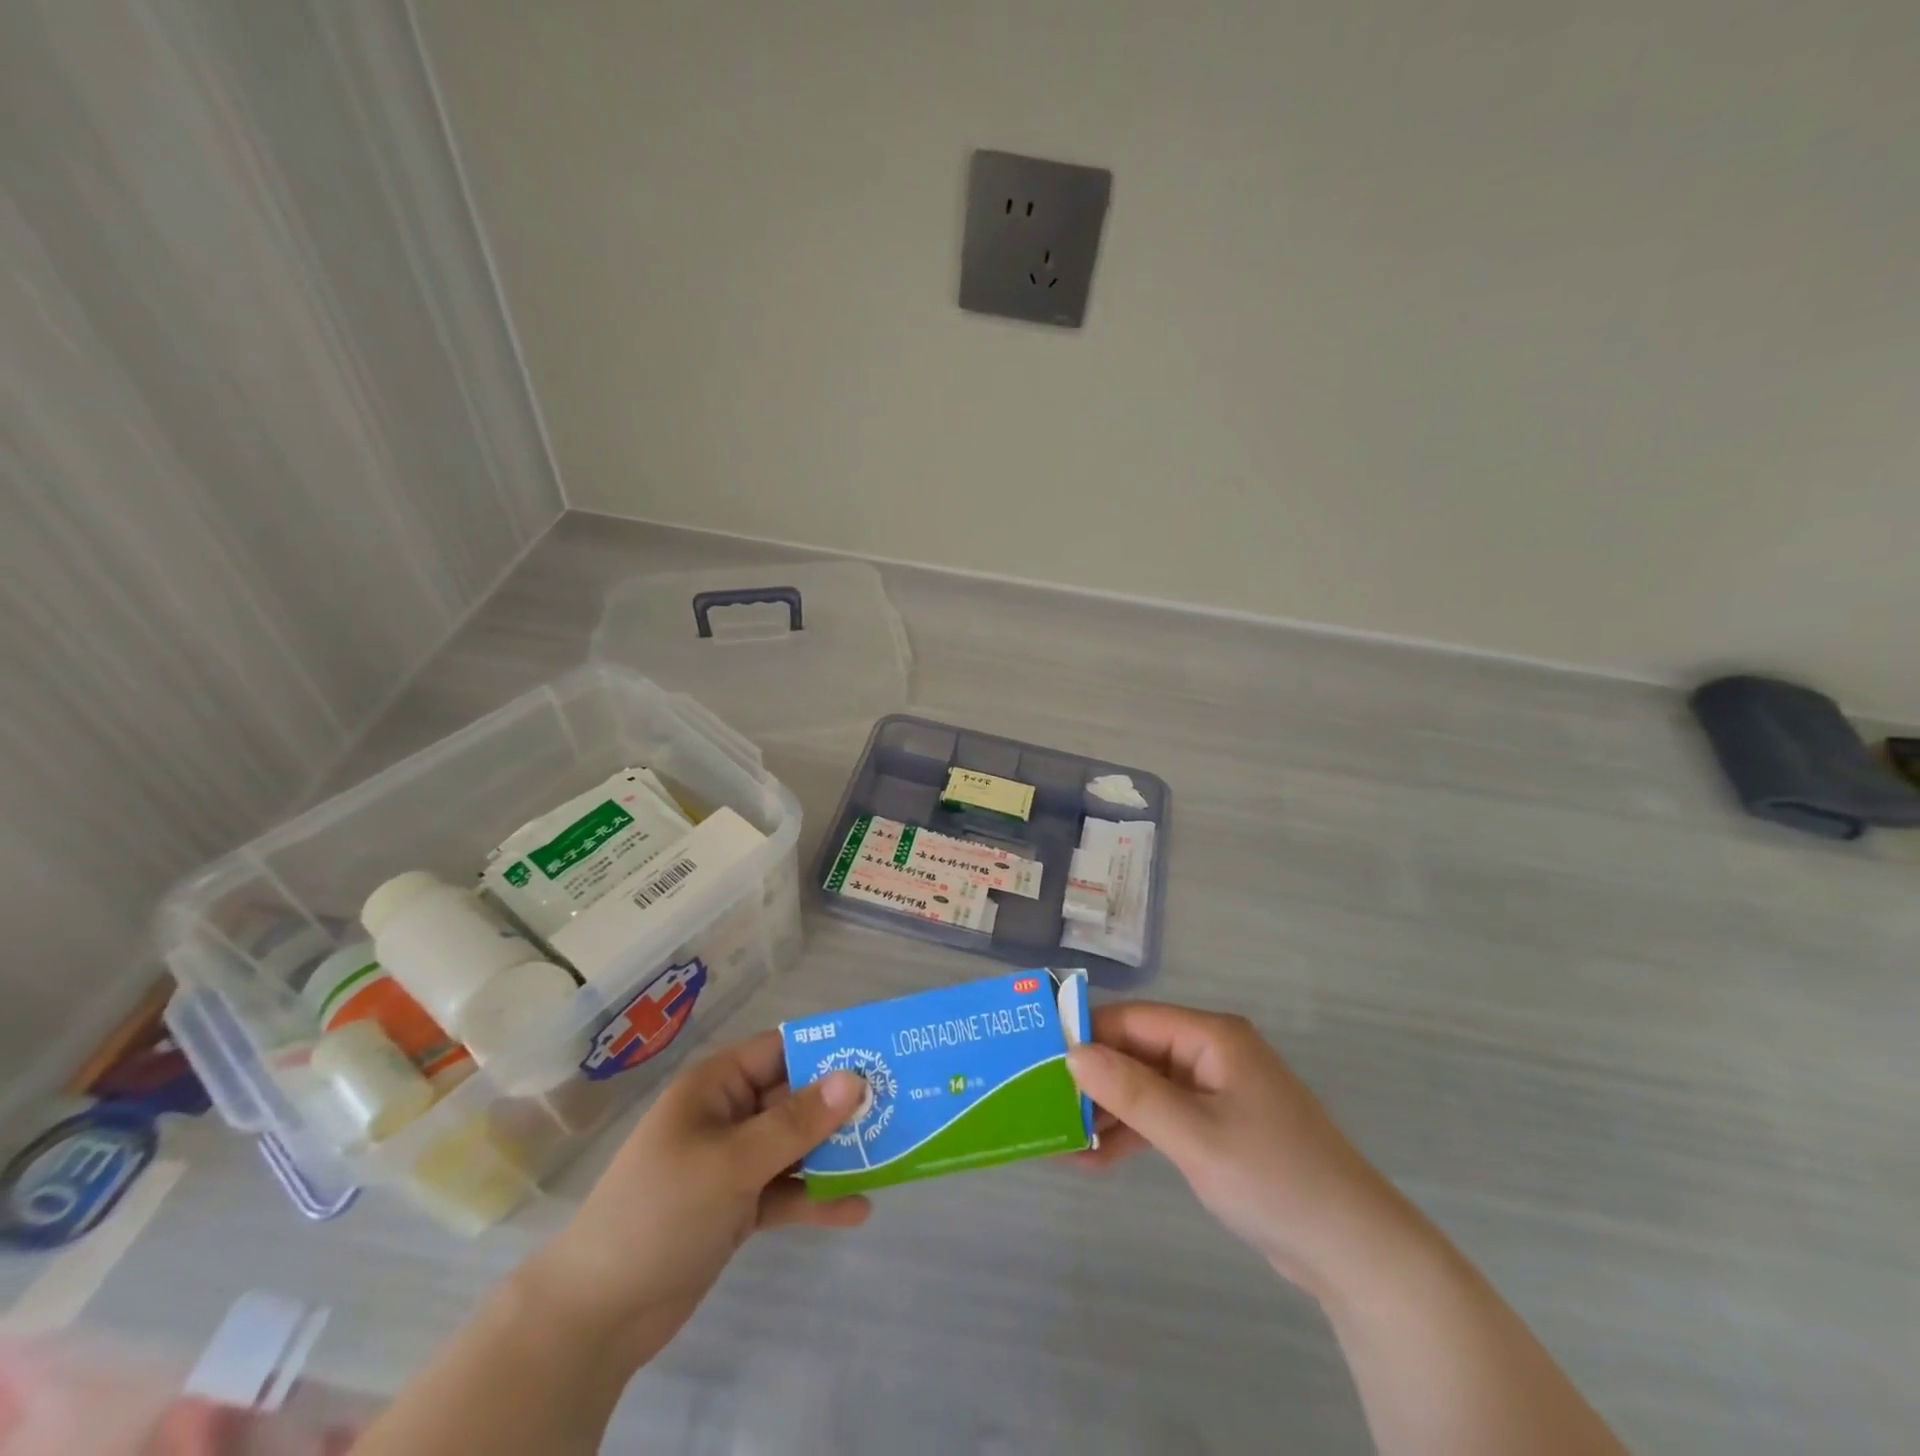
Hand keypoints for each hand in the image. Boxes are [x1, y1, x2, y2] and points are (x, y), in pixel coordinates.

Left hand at [526, 1030, 868, 1359]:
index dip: (829, 1049)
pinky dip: (816, 1198)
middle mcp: (729, 1115)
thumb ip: (796, 1122)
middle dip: (842, 1106)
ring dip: (836, 1153)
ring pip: (796, 1146)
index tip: (881, 1055)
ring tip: (891, 1155)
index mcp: (718, 1085)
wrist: (597, 1315)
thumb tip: (854, 1078)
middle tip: (899, 1108)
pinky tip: (858, 1209)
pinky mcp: (737, 1207)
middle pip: (796, 1098)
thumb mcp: (732, 1161)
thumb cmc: (660, 1211)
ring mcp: (733, 1163)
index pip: (783, 1049)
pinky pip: (787, 1191)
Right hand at [1066, 1003, 1409, 1296]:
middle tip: (1043, 1106)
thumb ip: (1132, 1092)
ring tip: (1060, 1142)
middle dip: (1091, 1080)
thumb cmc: (1274, 1178)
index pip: (1133, 1020)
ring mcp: (1214, 1089)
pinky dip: (1132, 1134)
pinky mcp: (1217, 1125)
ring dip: (1106, 1112)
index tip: (1037, 1058)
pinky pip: (1162, 1116)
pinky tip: (1094, 1160)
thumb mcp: (1195, 1135)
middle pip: (1136, 1052)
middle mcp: (1210, 1052)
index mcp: (1211, 1036)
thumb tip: (1073, 1053)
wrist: (1355, 1251)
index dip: (1085, 1035)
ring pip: (1145, 1086)